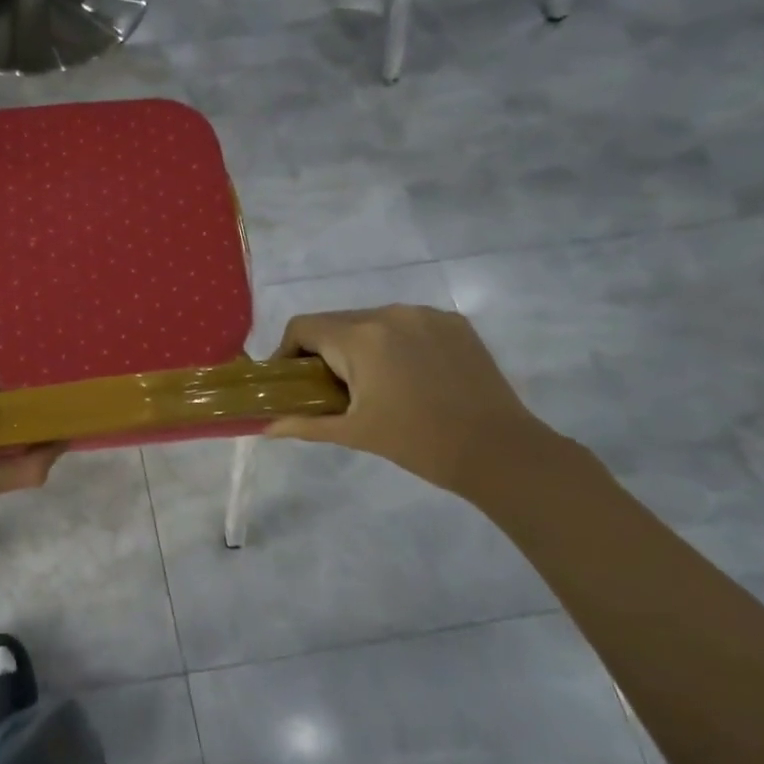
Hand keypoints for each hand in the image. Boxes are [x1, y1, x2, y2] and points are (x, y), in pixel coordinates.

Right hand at [268, 306, 557, 498]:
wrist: (498, 450)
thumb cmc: (417, 442)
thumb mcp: (354, 433)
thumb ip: (304, 425)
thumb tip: (266, 428)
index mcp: (360, 338)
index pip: (303, 327)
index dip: (287, 351)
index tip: (292, 381)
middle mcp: (390, 314)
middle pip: (337, 322)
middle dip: (325, 351)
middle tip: (331, 389)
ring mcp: (426, 314)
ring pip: (373, 321)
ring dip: (360, 345)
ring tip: (373, 383)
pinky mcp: (454, 323)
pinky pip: (407, 324)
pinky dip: (396, 343)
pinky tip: (409, 376)